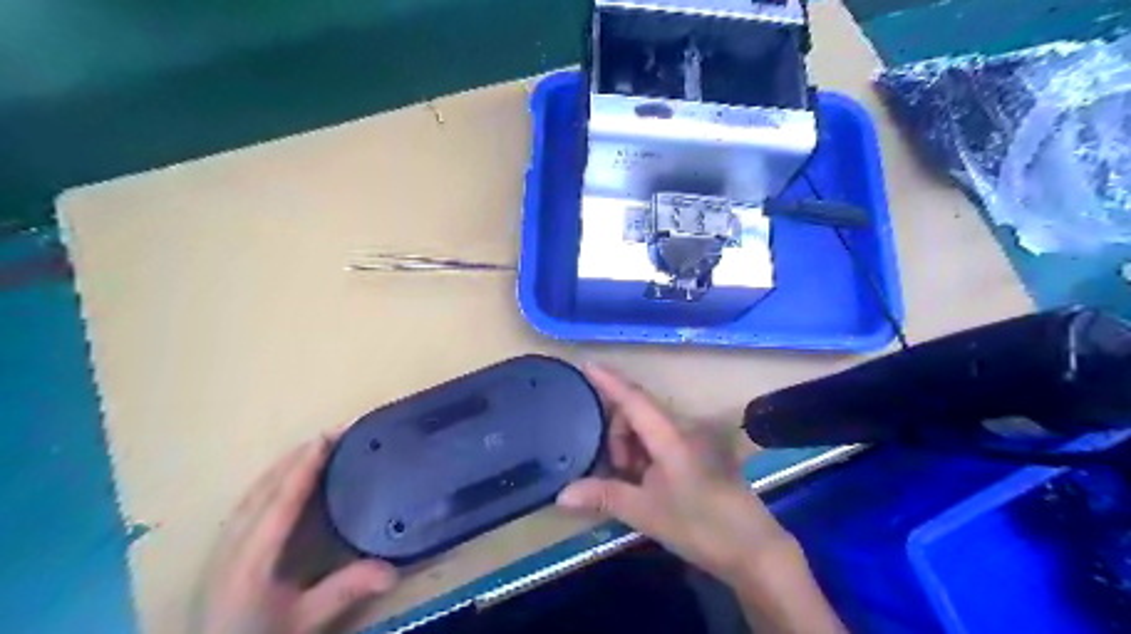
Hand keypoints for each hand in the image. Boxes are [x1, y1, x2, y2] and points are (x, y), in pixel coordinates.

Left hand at [201, 435, 399, 633]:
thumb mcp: (302, 622)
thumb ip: (343, 591)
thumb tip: (392, 570)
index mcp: (252, 557)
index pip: (281, 499)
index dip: (305, 466)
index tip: (328, 436)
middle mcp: (234, 542)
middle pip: (266, 486)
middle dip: (299, 455)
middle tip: (334, 432)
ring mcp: (224, 544)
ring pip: (255, 490)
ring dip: (285, 464)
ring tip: (314, 446)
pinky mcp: (225, 549)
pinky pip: (250, 500)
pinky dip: (272, 479)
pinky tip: (285, 477)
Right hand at [556, 364, 792, 586]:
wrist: (752, 548)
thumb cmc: (700, 525)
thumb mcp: (646, 513)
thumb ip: (604, 496)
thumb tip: (561, 494)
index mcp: (670, 436)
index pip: (633, 399)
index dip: (609, 380)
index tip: (586, 364)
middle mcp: (682, 430)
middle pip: (638, 412)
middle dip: (617, 433)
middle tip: (615, 472)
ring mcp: (692, 441)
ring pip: (648, 427)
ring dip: (631, 446)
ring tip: (630, 482)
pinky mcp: (697, 454)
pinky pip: (661, 440)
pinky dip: (645, 454)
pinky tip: (645, 482)